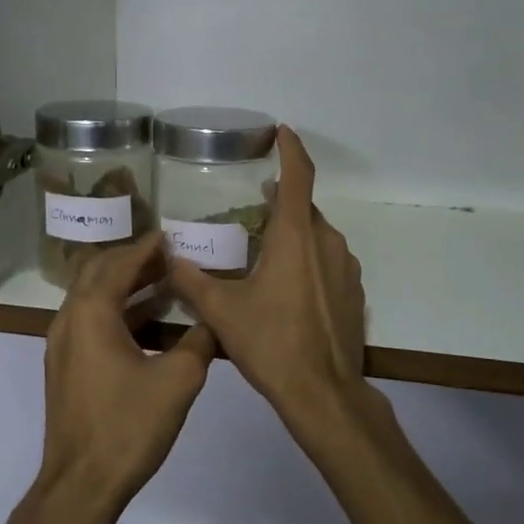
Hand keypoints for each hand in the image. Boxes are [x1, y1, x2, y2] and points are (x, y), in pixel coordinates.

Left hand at [41, 231, 215, 508]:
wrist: (81, 483)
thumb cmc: (128, 426)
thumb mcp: (178, 380)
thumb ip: (200, 342)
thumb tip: (215, 321)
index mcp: (92, 313)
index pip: (119, 264)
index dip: (145, 248)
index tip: (169, 236)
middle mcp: (69, 320)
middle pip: (96, 272)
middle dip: (130, 259)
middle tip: (166, 255)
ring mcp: (62, 345)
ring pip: (91, 297)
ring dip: (123, 285)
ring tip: (162, 282)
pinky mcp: (65, 367)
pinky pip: (89, 321)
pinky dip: (116, 311)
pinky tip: (147, 323)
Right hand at [165, 127, 373, 454]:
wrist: (323, 392)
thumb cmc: (271, 344)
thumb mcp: (222, 312)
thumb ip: (192, 281)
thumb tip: (169, 257)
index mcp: (296, 236)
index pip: (299, 176)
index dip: (291, 149)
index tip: (281, 131)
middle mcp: (327, 242)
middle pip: (304, 209)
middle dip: (280, 204)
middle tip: (252, 210)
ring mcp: (346, 267)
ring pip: (317, 237)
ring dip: (293, 236)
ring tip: (263, 256)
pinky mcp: (354, 292)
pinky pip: (328, 262)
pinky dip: (308, 261)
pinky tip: (287, 290)